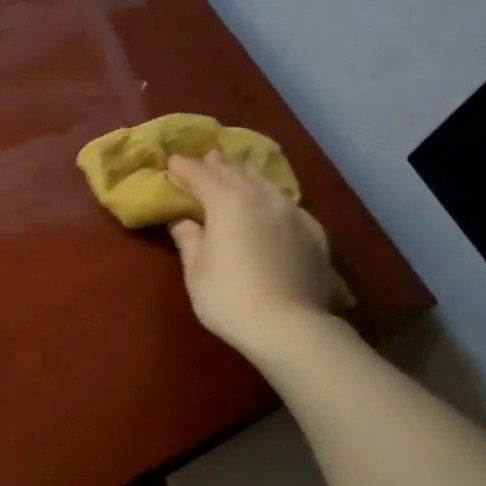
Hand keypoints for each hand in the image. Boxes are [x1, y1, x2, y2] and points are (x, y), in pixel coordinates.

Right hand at [167, 152, 336, 360]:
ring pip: (265, 183)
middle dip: (218, 165)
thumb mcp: (196, 272)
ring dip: (247, 174)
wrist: (289, 326)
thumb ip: (189, 240)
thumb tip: (182, 220)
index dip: (185, 167)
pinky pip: (287, 203)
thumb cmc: (230, 299)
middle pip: (236, 172)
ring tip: (238, 170)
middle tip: (206, 158)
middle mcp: (261, 198)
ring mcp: (292, 212)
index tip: (172, 161)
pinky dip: (272, 197)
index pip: (201, 175)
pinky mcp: (313, 231)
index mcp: (227, 203)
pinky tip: (272, 203)